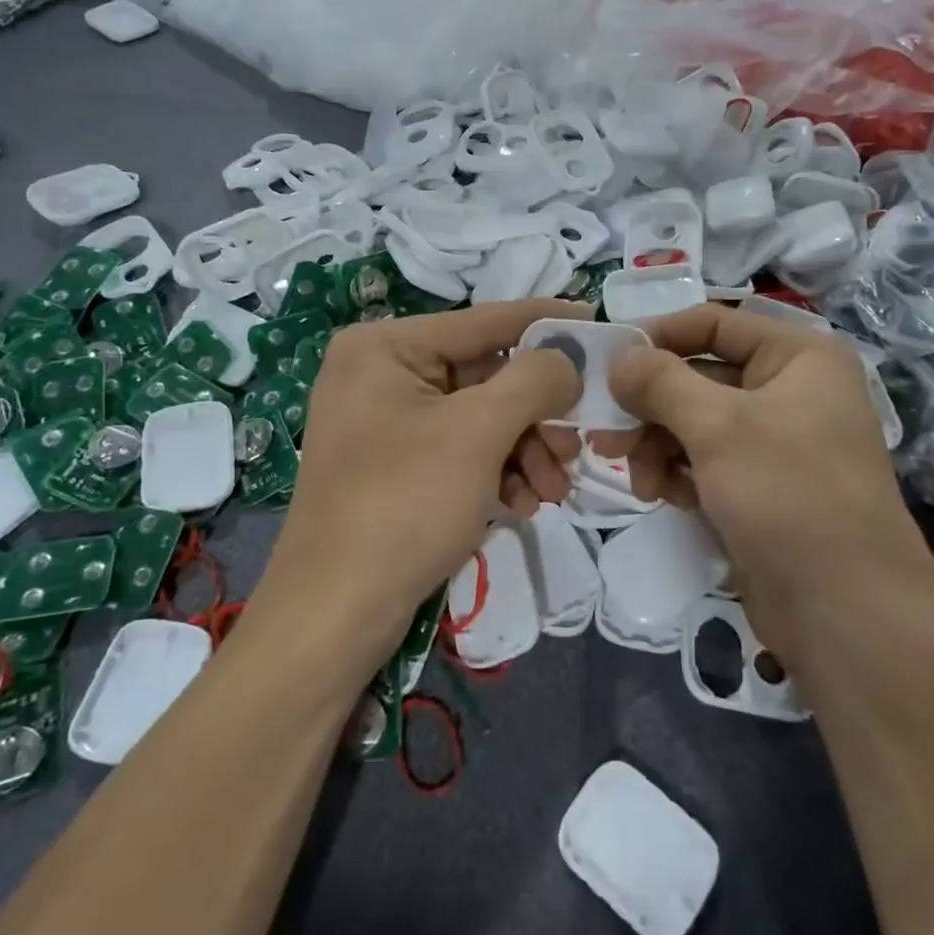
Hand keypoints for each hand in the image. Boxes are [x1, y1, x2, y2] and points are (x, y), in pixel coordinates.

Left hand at [253, 299, 585, 671]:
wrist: (335, 613)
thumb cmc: (404, 506)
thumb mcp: (477, 433)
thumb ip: (533, 380)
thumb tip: (568, 360)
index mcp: (385, 347)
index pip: (484, 322)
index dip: (545, 322)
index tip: (598, 321)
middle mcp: (381, 373)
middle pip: (486, 375)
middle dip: (538, 415)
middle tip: (578, 445)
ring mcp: (386, 421)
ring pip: (480, 417)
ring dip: (525, 450)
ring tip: (553, 491)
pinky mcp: (396, 464)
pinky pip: (460, 450)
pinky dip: (497, 472)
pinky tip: (522, 505)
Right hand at [606, 303, 933, 670]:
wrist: (846, 613)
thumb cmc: (788, 496)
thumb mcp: (718, 427)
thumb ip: (660, 382)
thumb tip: (617, 356)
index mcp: (798, 357)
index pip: (713, 323)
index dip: (657, 336)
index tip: (606, 364)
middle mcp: (789, 391)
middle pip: (697, 377)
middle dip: (649, 406)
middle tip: (603, 431)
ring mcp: (775, 443)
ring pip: (694, 423)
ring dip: (657, 445)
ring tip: (638, 479)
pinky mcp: (760, 488)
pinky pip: (704, 462)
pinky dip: (677, 473)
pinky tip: (661, 496)